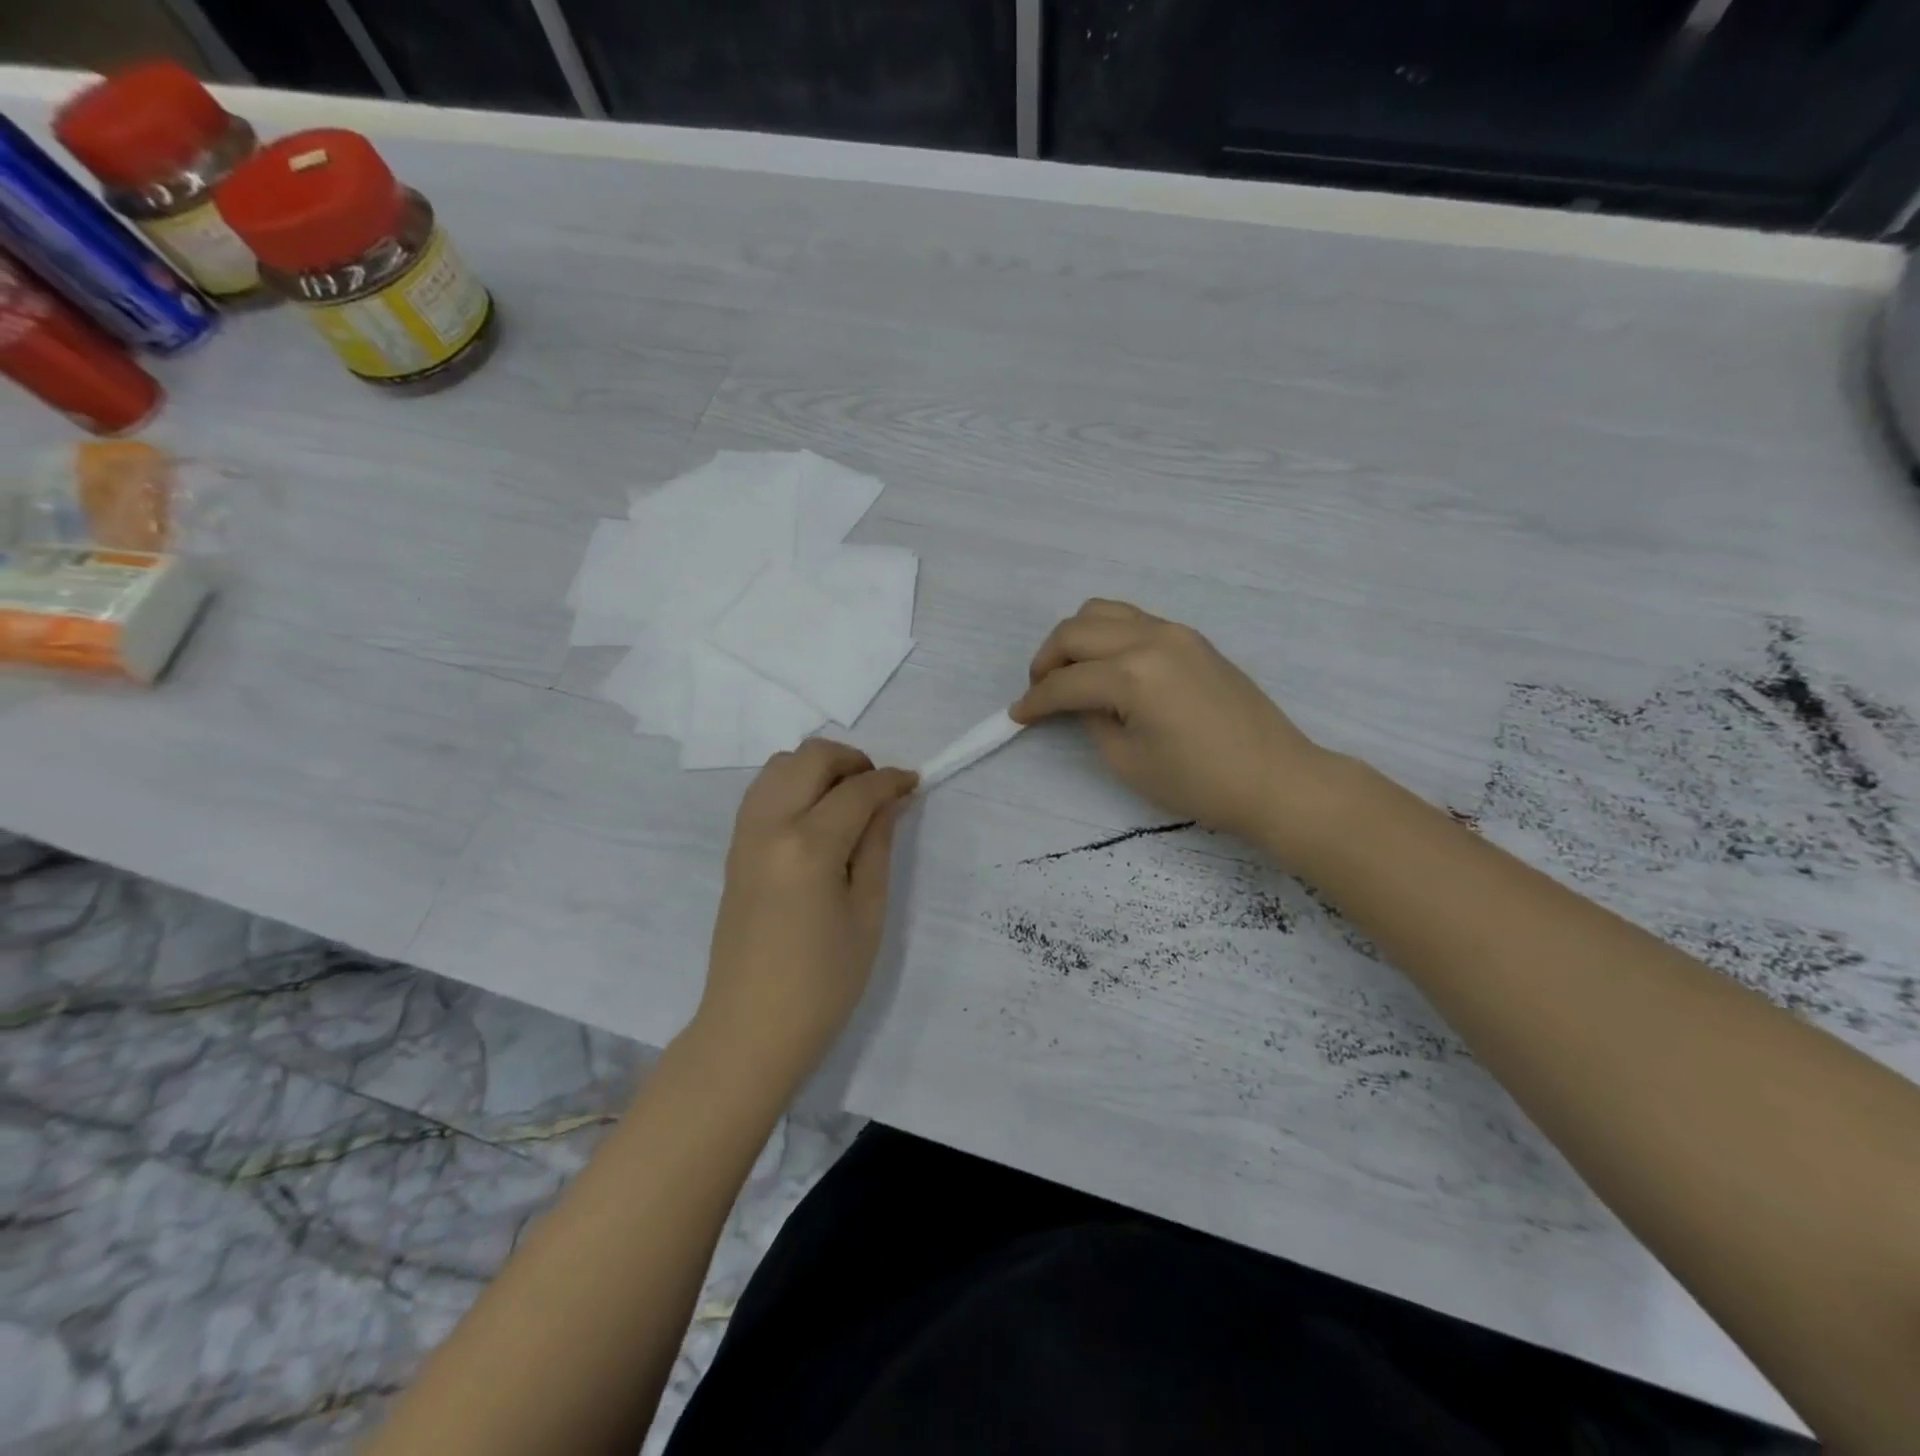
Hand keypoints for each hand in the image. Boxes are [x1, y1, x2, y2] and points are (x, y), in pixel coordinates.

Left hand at [697, 739, 916, 1087]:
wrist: (751, 1028)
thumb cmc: (823, 982)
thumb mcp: (867, 913)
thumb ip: (877, 845)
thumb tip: (890, 800)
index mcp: (808, 846)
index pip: (856, 790)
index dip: (891, 780)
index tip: (915, 782)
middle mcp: (769, 826)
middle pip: (811, 757)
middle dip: (852, 761)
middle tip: (879, 791)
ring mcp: (744, 834)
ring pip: (780, 765)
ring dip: (819, 768)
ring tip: (848, 800)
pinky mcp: (734, 848)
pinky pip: (763, 791)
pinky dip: (793, 784)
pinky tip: (817, 817)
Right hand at [1011, 599, 1333, 845]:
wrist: (1276, 778)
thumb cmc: (1199, 782)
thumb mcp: (1127, 760)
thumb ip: (1091, 719)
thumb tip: (1078, 700)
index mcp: (1133, 674)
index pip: (1066, 682)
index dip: (1035, 701)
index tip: (1016, 716)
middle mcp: (1150, 638)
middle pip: (1075, 631)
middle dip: (1046, 661)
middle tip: (1039, 693)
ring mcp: (1175, 632)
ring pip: (1103, 612)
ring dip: (1075, 639)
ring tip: (1069, 673)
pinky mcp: (1191, 638)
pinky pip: (1133, 620)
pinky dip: (1106, 636)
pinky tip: (1106, 668)